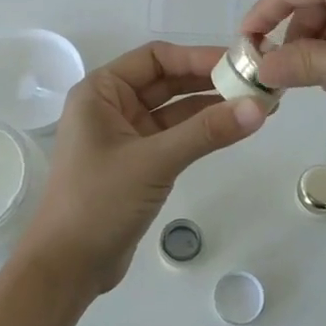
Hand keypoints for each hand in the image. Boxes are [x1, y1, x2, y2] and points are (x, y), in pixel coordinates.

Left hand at [13, 42, 267, 294]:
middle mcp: (112, 106)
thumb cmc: (98, 202)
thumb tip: (259, 107)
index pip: (156, 58)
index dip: (198, 56)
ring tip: (257, 105)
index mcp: (101, 91)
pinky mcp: (138, 163)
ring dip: (211, 107)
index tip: (240, 62)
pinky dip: (202, 132)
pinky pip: (175, 136)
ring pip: (175, 110)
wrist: (67, 269)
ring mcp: (125, 136)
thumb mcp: (154, 161)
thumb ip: (206, 132)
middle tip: (256, 83)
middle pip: (168, 81)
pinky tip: (234, 129)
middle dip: (210, 81)